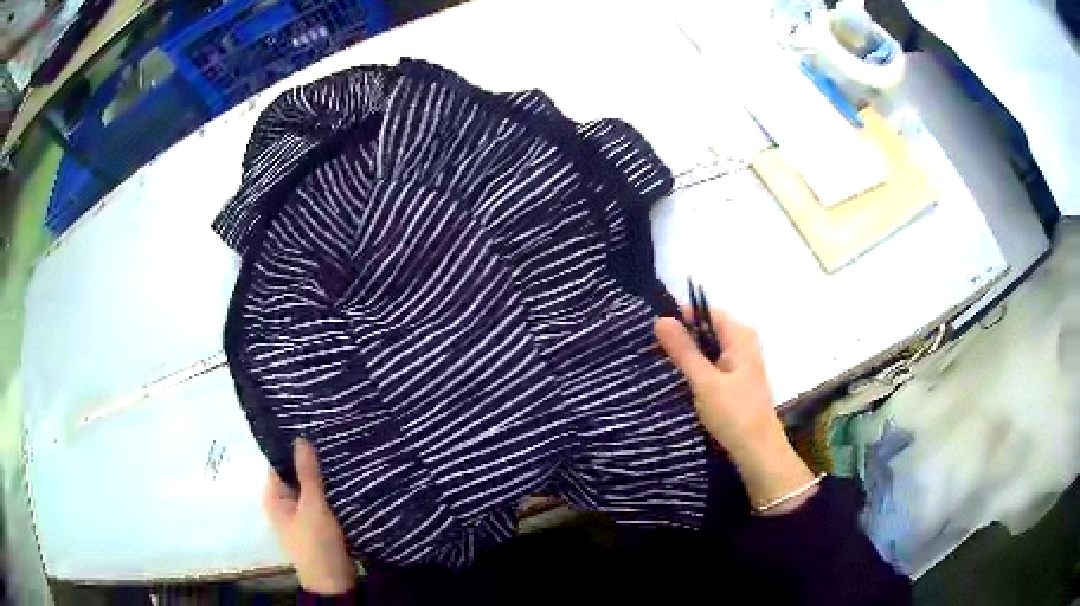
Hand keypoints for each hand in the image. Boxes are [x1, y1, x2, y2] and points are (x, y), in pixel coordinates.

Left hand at [264, 438, 356, 594]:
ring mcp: (301, 514)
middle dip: (312, 461)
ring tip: (341, 452)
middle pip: (295, 475)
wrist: (334, 582)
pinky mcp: (317, 523)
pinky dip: (330, 491)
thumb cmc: (316, 544)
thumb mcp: (313, 507)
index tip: (312, 428)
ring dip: (323, 477)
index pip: (279, 463)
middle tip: (331, 437)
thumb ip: (308, 475)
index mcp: (273, 497)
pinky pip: (321, 500)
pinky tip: (345, 478)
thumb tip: (300, 438)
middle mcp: (283, 503)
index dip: (293, 447)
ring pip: (311, 488)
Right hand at [655, 310, 816, 514]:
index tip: (651, 330)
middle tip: (648, 348)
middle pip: (705, 328)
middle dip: (680, 337)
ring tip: (656, 363)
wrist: (758, 452)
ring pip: (707, 348)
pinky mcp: (735, 380)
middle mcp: (742, 342)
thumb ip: (683, 350)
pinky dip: (695, 369)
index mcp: (739, 335)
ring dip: (686, 355)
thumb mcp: (704, 382)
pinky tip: (677, 380)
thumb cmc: (734, 414)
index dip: (678, 316)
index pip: (704, 310)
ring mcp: (740, 362)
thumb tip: (660, 319)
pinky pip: (711, 364)